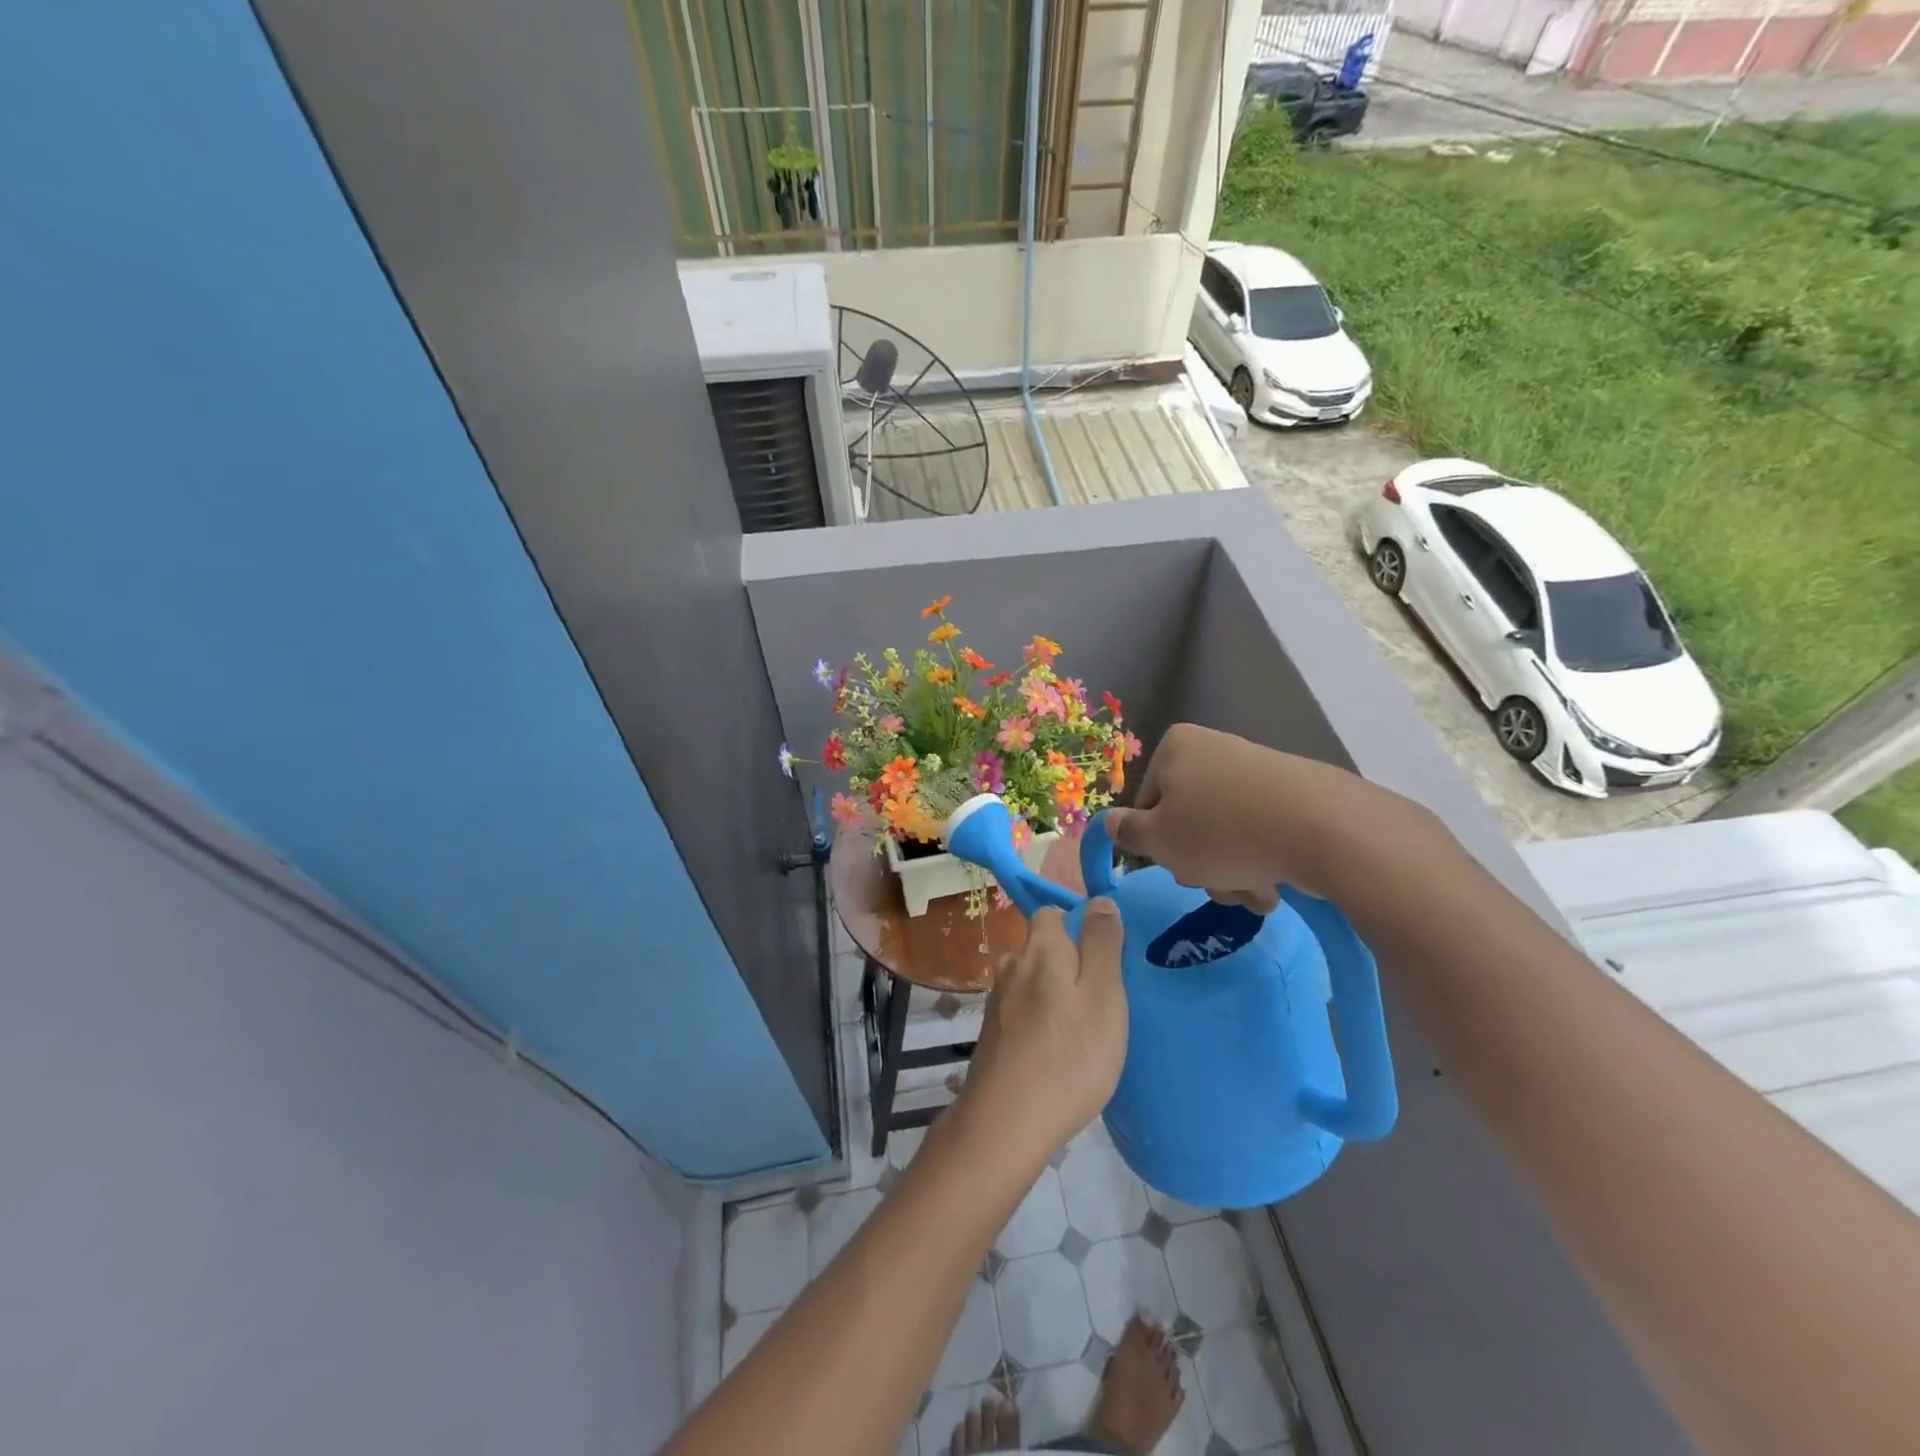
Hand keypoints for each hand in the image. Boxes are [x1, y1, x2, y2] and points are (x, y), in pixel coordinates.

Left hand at [959, 901, 1127, 1159]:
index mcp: (1040, 948)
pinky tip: (1057, 1050)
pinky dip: (1041, 1021)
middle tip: (1102, 1000)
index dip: (1078, 927)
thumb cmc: (1069, 1055)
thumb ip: (1102, 943)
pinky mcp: (993, 1034)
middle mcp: (1011, 965)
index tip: (1105, 958)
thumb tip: (1099, 900)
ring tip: (1083, 1029)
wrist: (1006, 1122)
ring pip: (1032, 981)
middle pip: (1043, 948)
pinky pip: (1023, 1012)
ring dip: (1055, 995)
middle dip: (1069, 963)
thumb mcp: (1104, 994)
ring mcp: (997, 1001)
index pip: (1052, 913)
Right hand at [1104, 723, 1433, 910]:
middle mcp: (1215, 749)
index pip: (1148, 803)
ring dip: (1229, 871)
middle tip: (1215, 884)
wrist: (1323, 829)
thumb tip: (1108, 821)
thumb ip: (1128, 833)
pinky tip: (1273, 886)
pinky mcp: (1293, 793)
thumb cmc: (1221, 832)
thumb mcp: (1159, 841)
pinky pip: (1260, 831)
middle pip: (1188, 819)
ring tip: (1251, 893)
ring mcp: (1256, 770)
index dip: (1157, 843)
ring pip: (1225, 832)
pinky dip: (1260, 860)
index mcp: (1176, 748)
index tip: (1176, 865)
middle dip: (1199, 862)